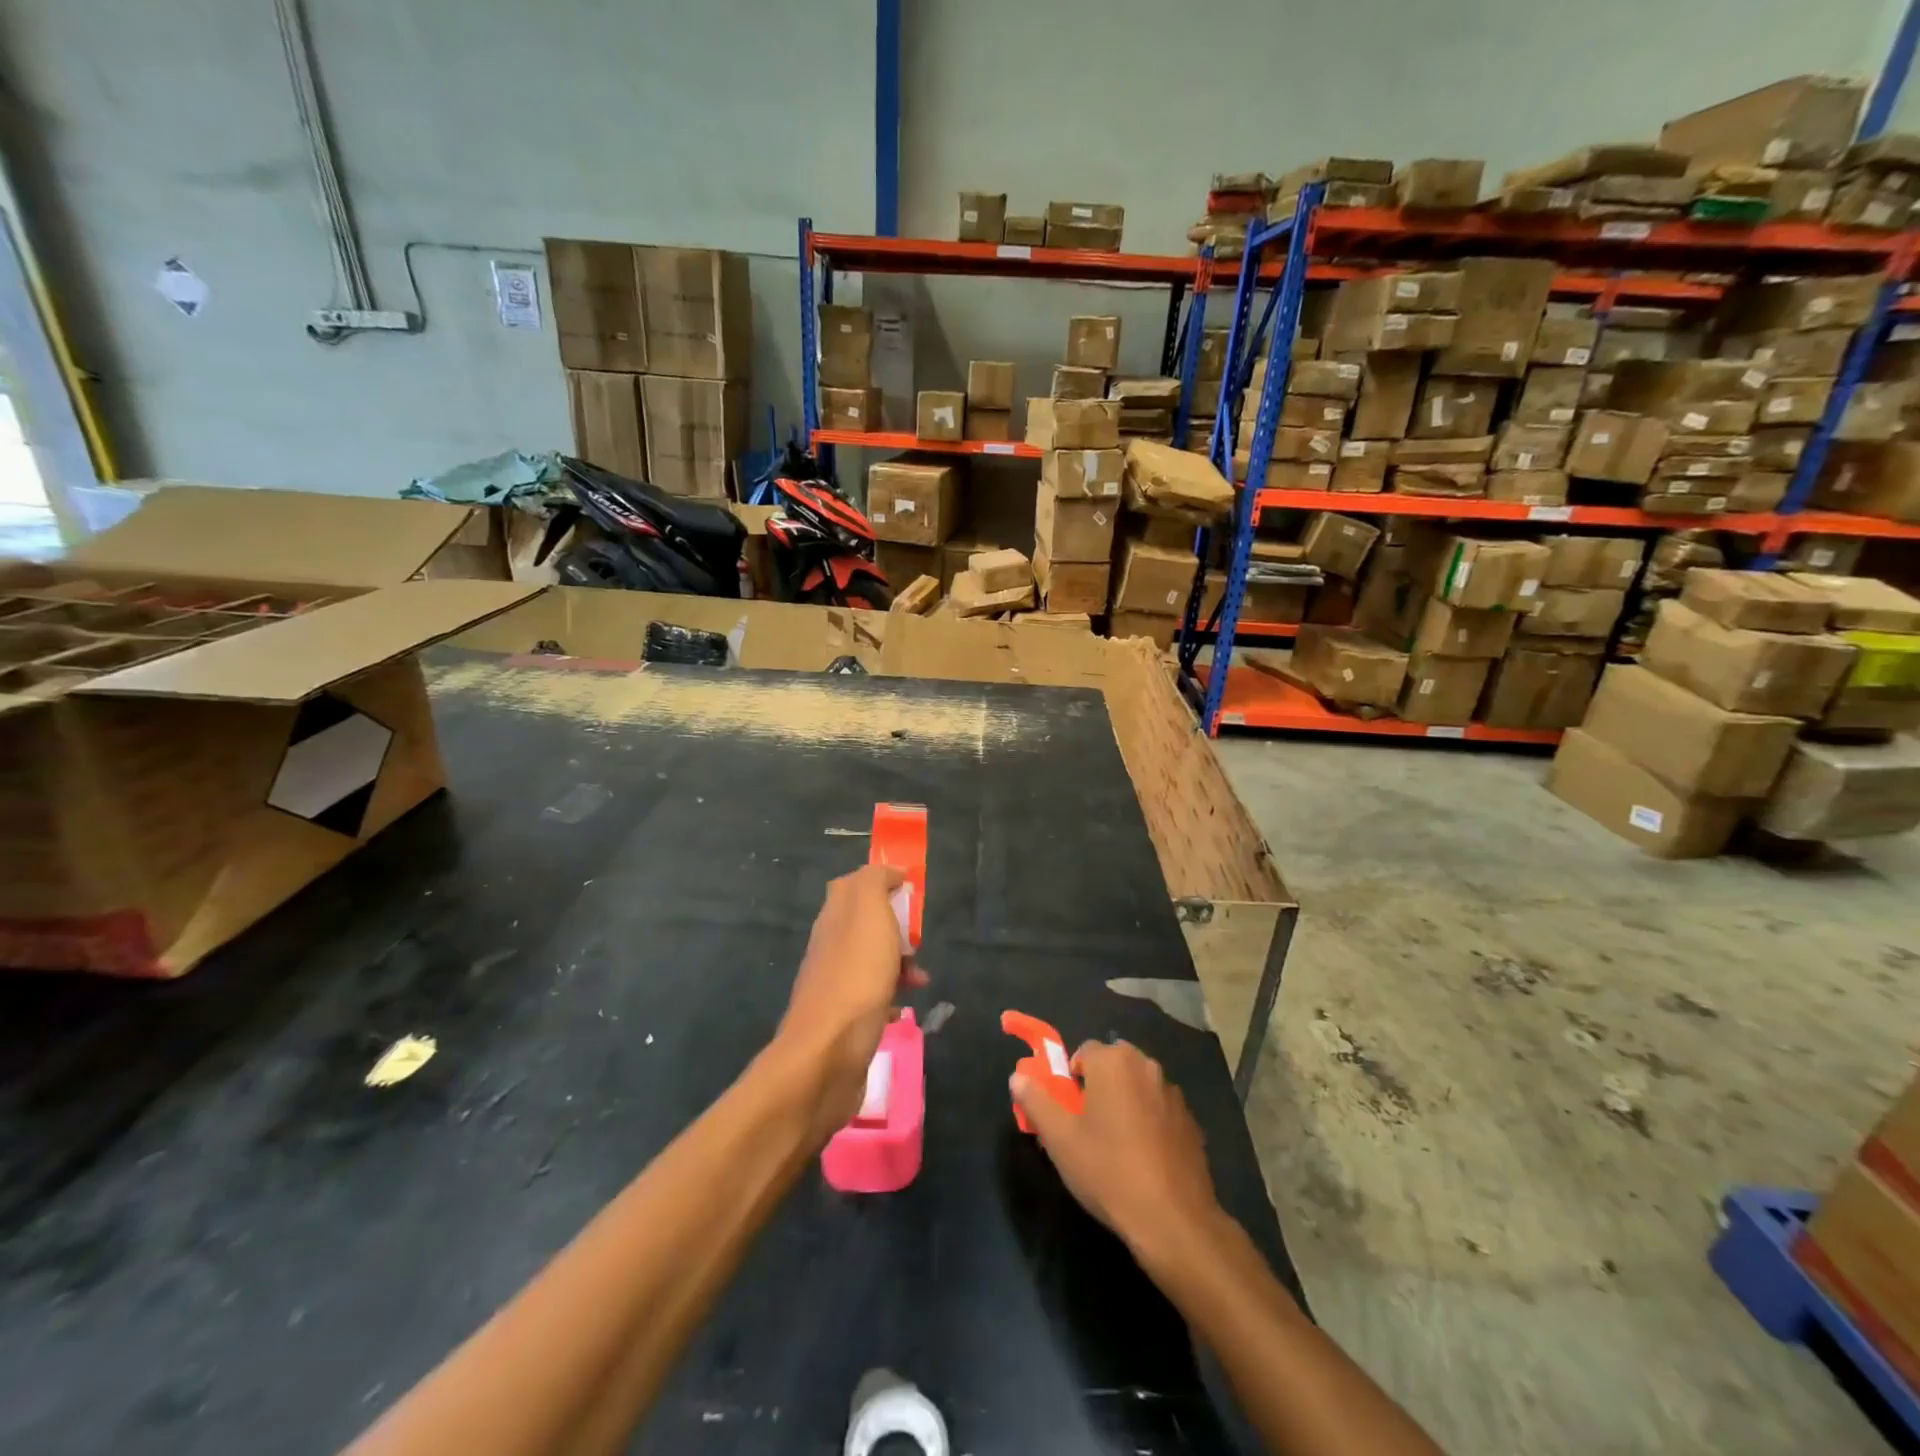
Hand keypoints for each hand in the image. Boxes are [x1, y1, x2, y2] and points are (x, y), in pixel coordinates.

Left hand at [774, 864, 926, 1144]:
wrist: (828, 1054)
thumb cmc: (856, 976)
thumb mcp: (869, 912)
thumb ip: (874, 881)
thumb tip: (889, 872)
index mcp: (834, 916)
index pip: (854, 885)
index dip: (882, 883)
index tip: (911, 893)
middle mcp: (829, 945)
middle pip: (866, 924)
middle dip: (897, 928)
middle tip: (917, 942)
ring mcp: (834, 983)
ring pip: (872, 961)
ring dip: (900, 965)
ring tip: (921, 980)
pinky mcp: (843, 1020)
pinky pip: (872, 998)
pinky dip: (891, 998)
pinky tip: (903, 1010)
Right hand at [1012, 1039, 1220, 1258]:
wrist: (1173, 1220)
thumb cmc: (1108, 1170)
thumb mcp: (1059, 1138)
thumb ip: (1035, 1101)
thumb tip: (1017, 1077)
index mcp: (1114, 1061)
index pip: (1083, 1052)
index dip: (1070, 1080)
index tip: (1067, 1112)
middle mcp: (1147, 1066)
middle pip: (1112, 1065)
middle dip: (1098, 1087)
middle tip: (1086, 1128)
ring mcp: (1173, 1093)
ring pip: (1137, 1088)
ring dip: (1124, 1103)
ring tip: (1115, 1147)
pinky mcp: (1191, 1122)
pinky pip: (1159, 1111)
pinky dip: (1148, 1123)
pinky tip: (1143, 1160)